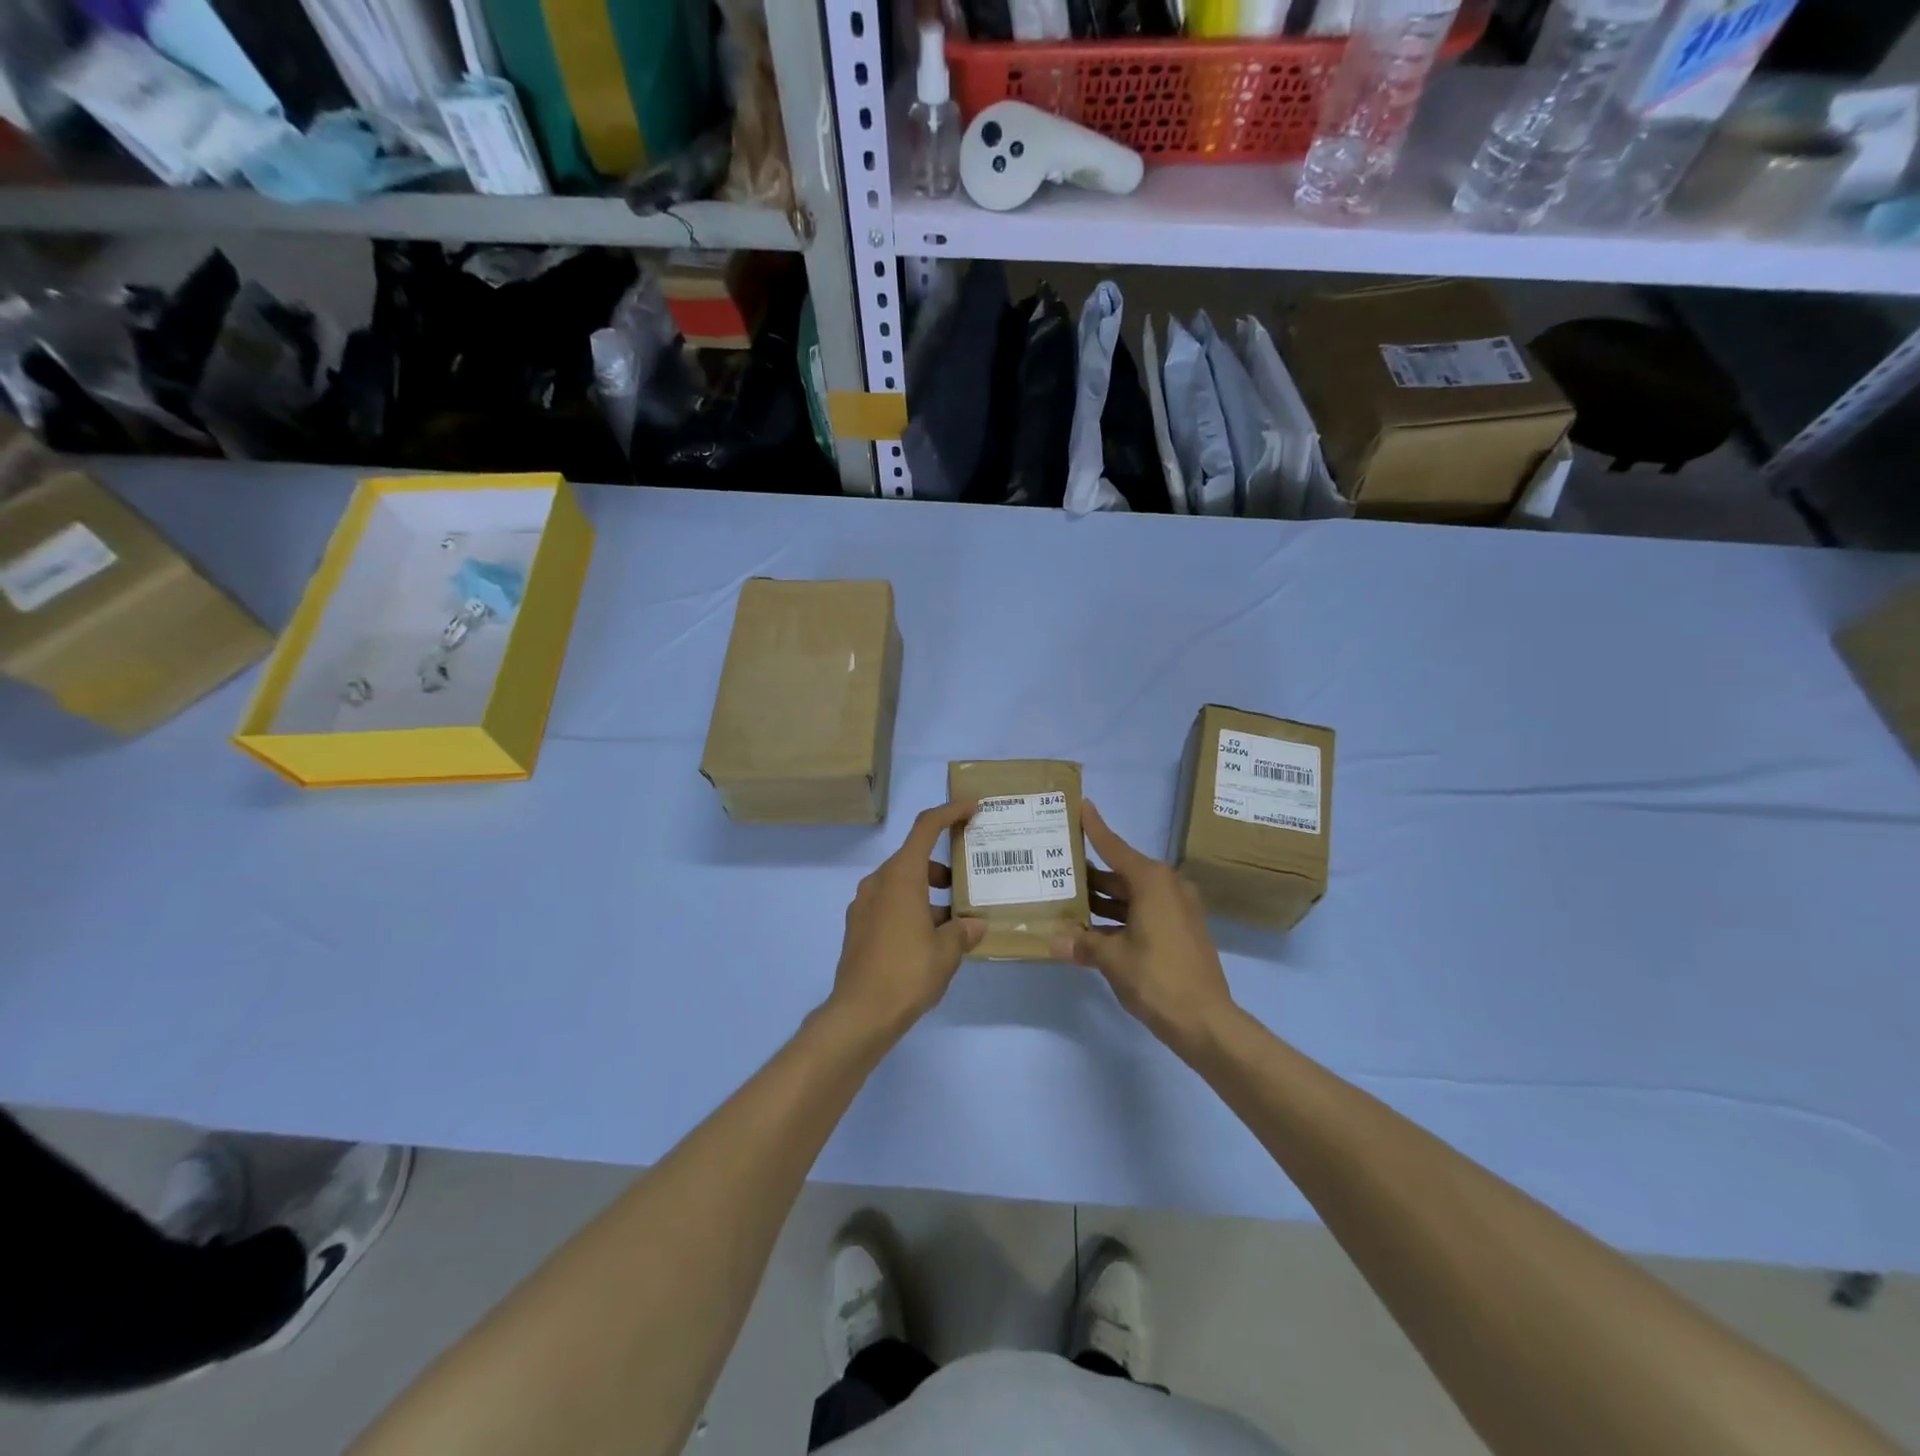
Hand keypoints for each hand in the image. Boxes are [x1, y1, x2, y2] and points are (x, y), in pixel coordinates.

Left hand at [828, 801, 986, 1039]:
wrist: (859, 1014)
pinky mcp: (858, 928)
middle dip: (943, 868)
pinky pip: (889, 905)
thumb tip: (975, 925)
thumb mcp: (947, 952)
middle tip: (968, 885)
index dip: (950, 812)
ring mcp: (864, 905)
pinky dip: (911, 910)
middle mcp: (878, 883)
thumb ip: (963, 931)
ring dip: (928, 894)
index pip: (925, 828)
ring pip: (902, 885)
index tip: (972, 808)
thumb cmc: (907, 972)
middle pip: (914, 858)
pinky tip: (929, 941)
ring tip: (954, 923)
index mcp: (901, 877)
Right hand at [1052, 801, 1236, 1057]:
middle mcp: (1166, 888)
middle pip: (1121, 872)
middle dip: (1090, 872)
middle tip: (1057, 863)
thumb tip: (1054, 941)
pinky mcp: (1179, 931)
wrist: (1206, 1021)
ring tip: (1065, 897)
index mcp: (1152, 882)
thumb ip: (1083, 943)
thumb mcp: (1113, 958)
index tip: (1081, 805)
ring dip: (1102, 899)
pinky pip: (1142, 913)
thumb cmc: (1158, 978)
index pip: (1115, 847)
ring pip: (1130, 895)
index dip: (1096, 828)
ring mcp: (1176, 910)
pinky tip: (1090, 928)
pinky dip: (1118, 917)